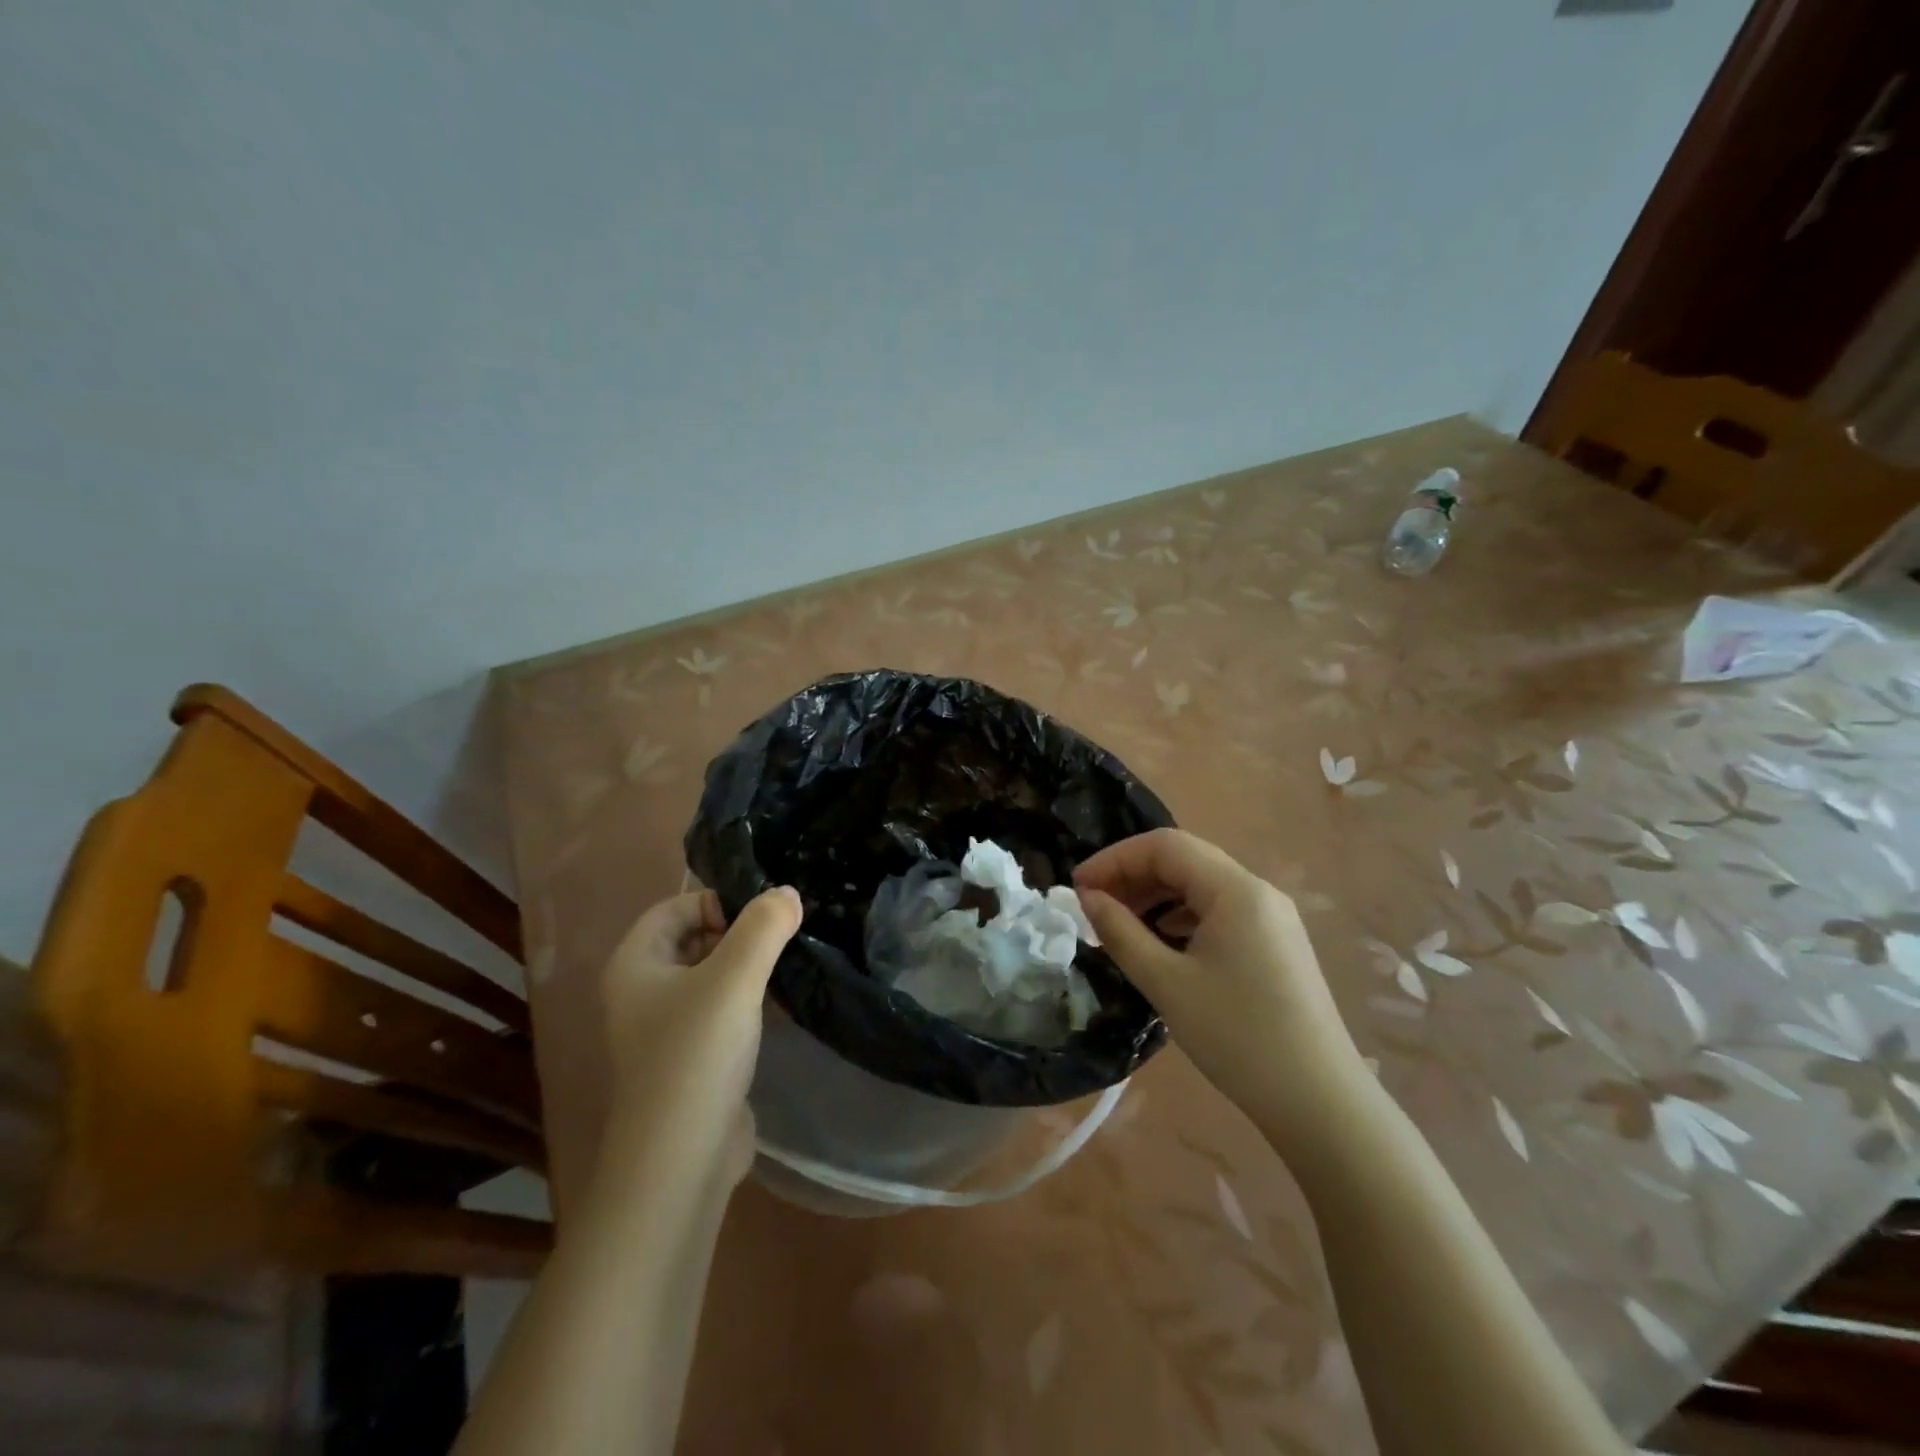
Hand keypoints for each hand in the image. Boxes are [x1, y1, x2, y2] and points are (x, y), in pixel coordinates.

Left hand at [599, 886, 801, 1182]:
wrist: (680, 1161)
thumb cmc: (696, 1056)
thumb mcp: (734, 979)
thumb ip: (764, 928)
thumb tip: (788, 892)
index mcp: (635, 964)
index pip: (675, 907)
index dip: (718, 902)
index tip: (764, 915)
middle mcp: (642, 991)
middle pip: (693, 938)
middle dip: (738, 931)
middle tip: (785, 933)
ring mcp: (666, 1028)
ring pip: (710, 975)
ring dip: (747, 965)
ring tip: (790, 960)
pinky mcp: (692, 1058)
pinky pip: (720, 1010)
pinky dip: (747, 999)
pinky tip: (780, 1001)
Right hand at [1075, 829, 1367, 1134]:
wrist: (1320, 1103)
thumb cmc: (1237, 1037)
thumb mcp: (1166, 983)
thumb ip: (1120, 932)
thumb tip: (1088, 898)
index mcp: (1236, 889)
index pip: (1165, 846)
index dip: (1115, 858)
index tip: (1078, 887)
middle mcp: (1258, 891)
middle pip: (1184, 860)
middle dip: (1133, 876)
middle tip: (1092, 906)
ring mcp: (1272, 917)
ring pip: (1201, 886)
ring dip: (1156, 897)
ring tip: (1119, 926)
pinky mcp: (1276, 943)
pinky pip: (1219, 911)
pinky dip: (1181, 917)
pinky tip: (1161, 944)